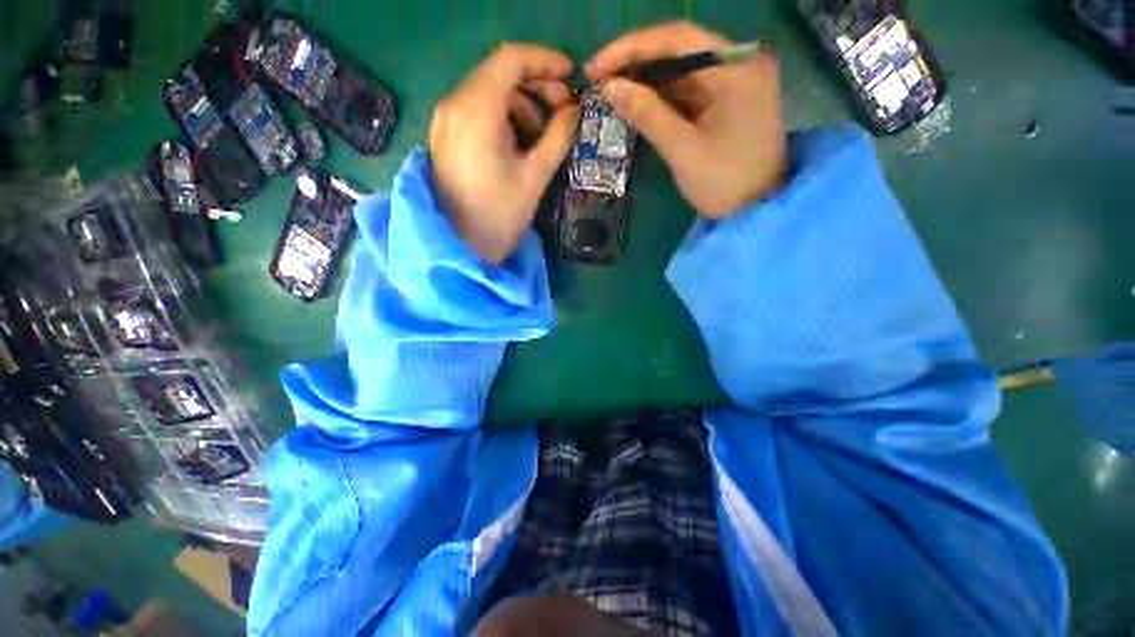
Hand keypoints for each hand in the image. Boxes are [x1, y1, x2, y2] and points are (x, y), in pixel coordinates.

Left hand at [430, 43, 579, 263]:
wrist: (462, 248)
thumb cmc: (500, 217)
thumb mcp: (535, 177)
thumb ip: (558, 137)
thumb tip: (573, 111)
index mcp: (476, 111)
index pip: (511, 60)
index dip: (545, 62)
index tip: (571, 77)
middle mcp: (454, 105)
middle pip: (498, 73)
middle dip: (536, 84)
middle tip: (564, 109)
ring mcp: (446, 120)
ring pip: (488, 90)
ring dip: (521, 102)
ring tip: (544, 131)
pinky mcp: (446, 136)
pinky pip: (477, 110)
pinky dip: (503, 115)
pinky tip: (519, 139)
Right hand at [587, 23, 786, 217]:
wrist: (756, 210)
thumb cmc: (724, 182)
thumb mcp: (682, 149)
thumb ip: (647, 114)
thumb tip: (609, 87)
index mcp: (736, 67)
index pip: (677, 39)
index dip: (632, 48)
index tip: (597, 65)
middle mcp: (739, 63)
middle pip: (680, 50)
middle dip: (636, 62)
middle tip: (599, 78)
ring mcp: (733, 82)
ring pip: (681, 70)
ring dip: (646, 80)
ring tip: (611, 91)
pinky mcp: (726, 101)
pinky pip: (688, 90)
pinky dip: (662, 97)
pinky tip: (637, 103)